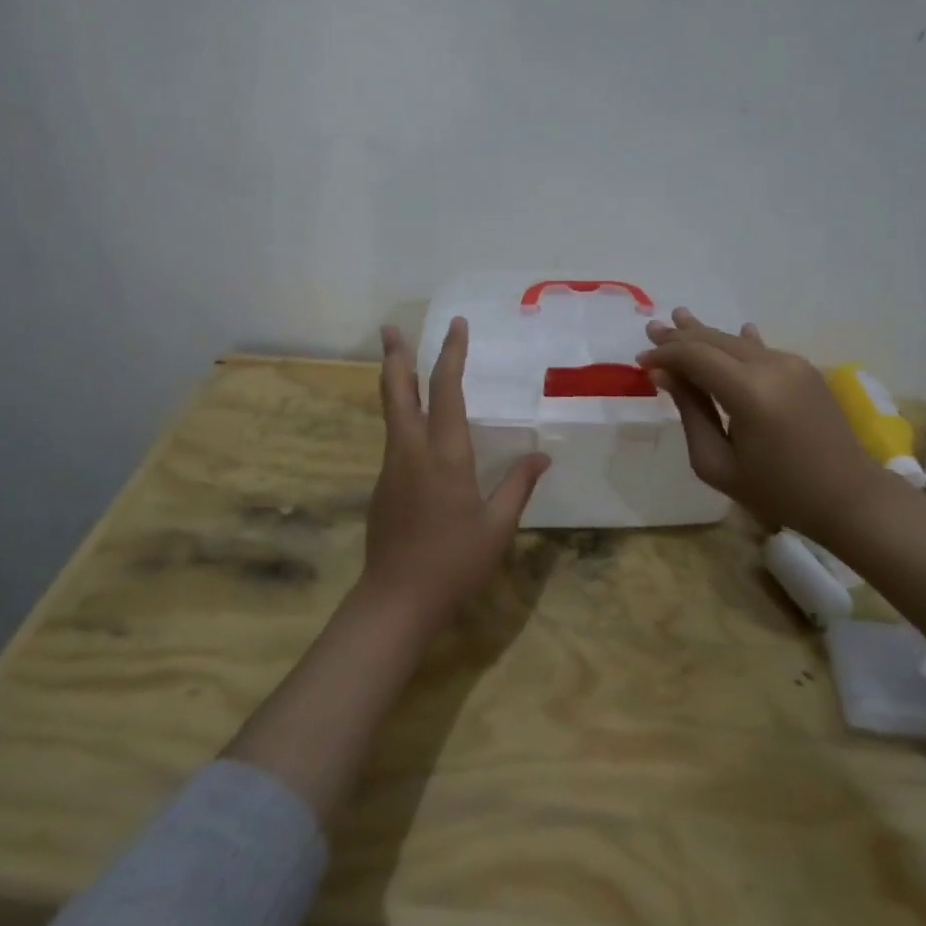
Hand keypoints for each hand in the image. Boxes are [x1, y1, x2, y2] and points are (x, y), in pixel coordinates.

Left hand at [358, 318, 550, 635]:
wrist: (396, 600)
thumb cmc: (454, 563)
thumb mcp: (498, 527)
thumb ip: (518, 486)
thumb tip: (543, 458)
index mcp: (445, 455)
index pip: (447, 390)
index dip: (451, 354)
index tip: (456, 325)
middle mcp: (412, 450)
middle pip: (398, 390)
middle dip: (395, 355)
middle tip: (388, 327)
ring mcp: (392, 466)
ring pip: (391, 411)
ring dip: (394, 379)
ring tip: (396, 358)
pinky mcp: (382, 484)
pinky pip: (394, 437)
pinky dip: (400, 413)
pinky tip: (412, 421)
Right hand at [639, 308, 882, 531]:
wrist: (849, 497)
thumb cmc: (778, 491)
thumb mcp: (718, 464)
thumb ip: (690, 413)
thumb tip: (665, 375)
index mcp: (749, 393)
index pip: (695, 356)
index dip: (665, 355)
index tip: (641, 361)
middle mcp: (771, 367)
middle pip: (714, 341)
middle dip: (680, 336)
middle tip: (652, 329)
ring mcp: (792, 364)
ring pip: (737, 341)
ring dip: (706, 334)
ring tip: (679, 318)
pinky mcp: (805, 369)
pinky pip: (761, 349)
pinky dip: (739, 342)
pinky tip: (737, 329)